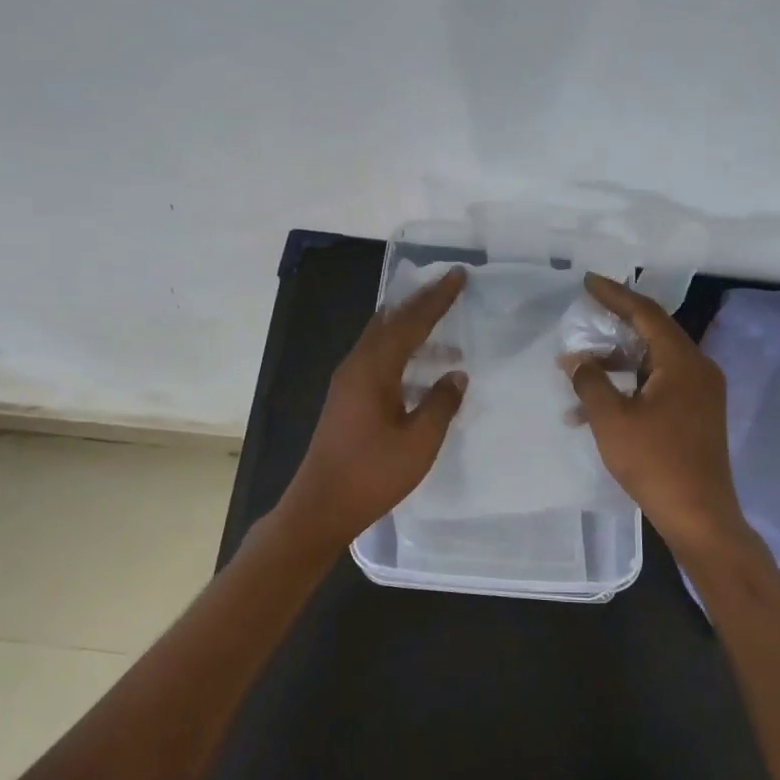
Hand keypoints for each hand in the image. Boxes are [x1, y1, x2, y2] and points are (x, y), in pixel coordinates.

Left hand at [280, 267, 468, 543]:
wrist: (321, 506)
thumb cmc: (372, 474)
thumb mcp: (419, 442)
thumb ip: (441, 403)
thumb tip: (456, 374)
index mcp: (373, 370)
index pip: (411, 322)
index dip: (437, 298)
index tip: (458, 274)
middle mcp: (356, 366)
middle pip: (390, 321)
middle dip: (420, 302)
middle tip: (448, 286)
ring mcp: (347, 382)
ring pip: (381, 339)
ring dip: (410, 327)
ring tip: (442, 325)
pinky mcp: (346, 398)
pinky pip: (376, 357)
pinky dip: (400, 349)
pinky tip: (419, 367)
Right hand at [565, 273, 750, 551]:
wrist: (699, 515)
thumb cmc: (655, 462)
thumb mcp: (612, 419)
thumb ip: (590, 381)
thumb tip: (576, 359)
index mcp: (682, 362)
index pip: (646, 313)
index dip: (615, 295)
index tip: (588, 282)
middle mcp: (698, 369)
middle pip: (653, 333)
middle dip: (614, 326)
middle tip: (583, 317)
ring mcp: (701, 392)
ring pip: (654, 361)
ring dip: (617, 362)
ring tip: (580, 367)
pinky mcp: (697, 413)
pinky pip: (660, 384)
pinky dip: (631, 385)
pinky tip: (598, 404)